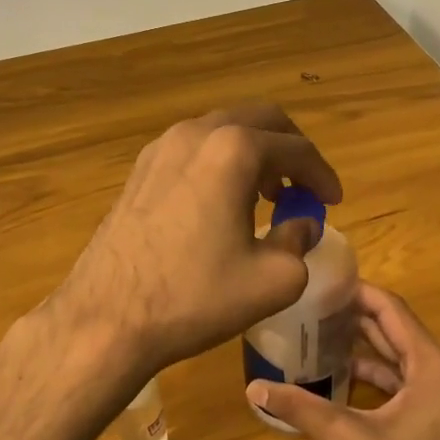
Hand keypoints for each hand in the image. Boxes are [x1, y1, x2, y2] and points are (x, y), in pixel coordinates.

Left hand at [49, 103, 342, 375]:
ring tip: (266, 196)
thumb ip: (299, 243)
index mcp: (233, 150)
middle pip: (258, 121)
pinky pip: (191, 151)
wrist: (107, 319)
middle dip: (289, 151)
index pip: (296, 149)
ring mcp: (159, 149)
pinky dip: (218, 165)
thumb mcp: (272, 280)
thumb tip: (302, 226)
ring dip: (252, 155)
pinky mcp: (137, 172)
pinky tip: (221, 205)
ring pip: (221, 132)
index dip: (322, 175)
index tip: (332, 202)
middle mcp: (195, 134)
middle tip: (302, 188)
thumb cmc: (195, 297)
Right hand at [245, 284, 439, 439]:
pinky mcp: (432, 416)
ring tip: (315, 332)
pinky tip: (335, 373)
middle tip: (309, 305)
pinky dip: (370, 372)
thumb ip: (301, 408)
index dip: (357, 293)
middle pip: (394, 329)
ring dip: (360, 344)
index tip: (320, 283)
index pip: (392, 310)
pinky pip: (399, 379)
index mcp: (432, 367)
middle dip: (353, 316)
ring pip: (396, 355)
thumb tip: (254, 386)